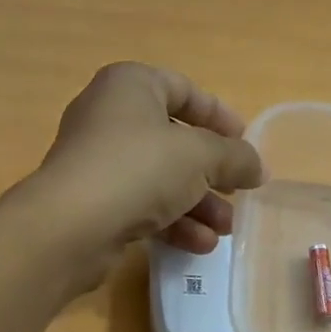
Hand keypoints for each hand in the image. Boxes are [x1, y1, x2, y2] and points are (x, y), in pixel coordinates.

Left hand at [21, 62, 264, 280]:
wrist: (71, 225)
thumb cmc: (138, 168)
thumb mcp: (200, 156)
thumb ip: (235, 157)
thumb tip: (258, 167)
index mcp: (130, 86)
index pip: (182, 89)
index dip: (218, 115)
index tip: (244, 141)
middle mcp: (109, 117)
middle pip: (173, 140)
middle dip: (211, 172)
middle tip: (238, 192)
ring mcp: (97, 162)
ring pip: (159, 178)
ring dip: (197, 204)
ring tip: (225, 230)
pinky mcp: (92, 202)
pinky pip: (140, 205)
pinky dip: (171, 222)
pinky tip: (199, 245)